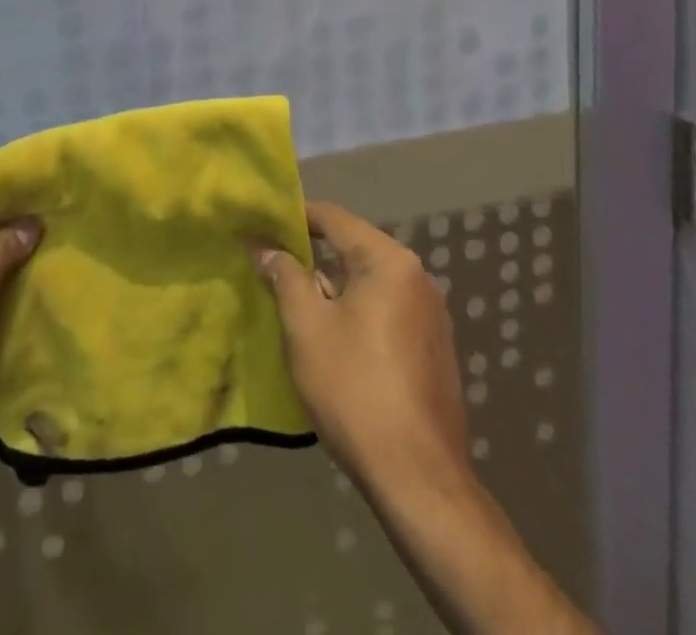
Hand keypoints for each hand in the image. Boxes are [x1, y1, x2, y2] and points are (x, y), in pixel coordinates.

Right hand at [253, 201, 470, 489]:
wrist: (417, 478)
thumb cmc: (354, 388)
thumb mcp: (306, 325)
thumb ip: (285, 275)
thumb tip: (266, 247)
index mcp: (389, 262)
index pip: (334, 219)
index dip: (295, 217)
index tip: (262, 224)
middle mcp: (418, 278)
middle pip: (354, 248)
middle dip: (312, 254)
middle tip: (272, 263)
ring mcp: (431, 315)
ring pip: (370, 281)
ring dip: (334, 285)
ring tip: (295, 300)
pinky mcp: (433, 348)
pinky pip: (386, 309)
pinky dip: (357, 310)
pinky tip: (333, 336)